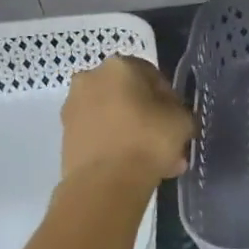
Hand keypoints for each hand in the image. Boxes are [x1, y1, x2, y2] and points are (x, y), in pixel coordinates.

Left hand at [61, 55, 195, 182]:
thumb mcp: (183, 120)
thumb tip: (172, 116)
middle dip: (148, 118)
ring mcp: (73, 108)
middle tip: (166, 141)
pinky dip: (115, 147)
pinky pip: (99, 136)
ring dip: (132, 134)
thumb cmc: (148, 140)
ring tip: (155, 163)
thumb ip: (180, 111)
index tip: (177, 120)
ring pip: (113, 118)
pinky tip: (134, 169)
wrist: (104, 183)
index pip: (153, 76)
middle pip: (129, 97)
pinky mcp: (65, 137)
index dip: (170, 99)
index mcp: (120, 65)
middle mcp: (91, 79)